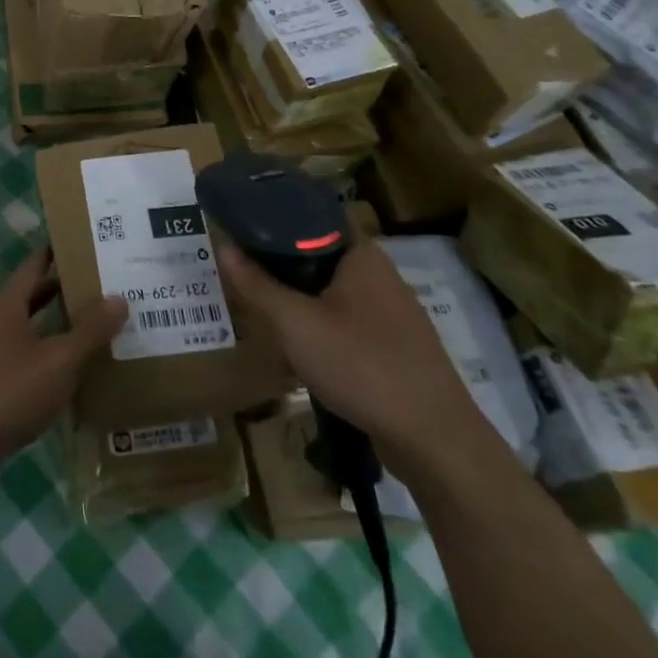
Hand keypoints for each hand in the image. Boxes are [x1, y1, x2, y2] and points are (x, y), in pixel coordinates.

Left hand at [0, 248, 127, 495]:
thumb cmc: (8, 391)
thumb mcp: (58, 361)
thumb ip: (89, 331)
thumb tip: (119, 297)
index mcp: (8, 306)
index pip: (33, 266)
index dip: (55, 252)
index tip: (81, 241)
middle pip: (31, 297)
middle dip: (62, 289)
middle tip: (100, 284)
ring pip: (29, 329)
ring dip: (57, 326)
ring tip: (94, 325)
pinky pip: (25, 359)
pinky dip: (48, 357)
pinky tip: (71, 371)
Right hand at [218, 239, 487, 475]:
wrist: (434, 441)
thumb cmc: (362, 365)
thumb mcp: (295, 323)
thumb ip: (257, 285)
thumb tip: (223, 246)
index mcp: (362, 255)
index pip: (313, 216)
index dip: (275, 218)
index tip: (241, 228)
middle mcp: (380, 275)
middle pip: (318, 255)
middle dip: (279, 264)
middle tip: (241, 270)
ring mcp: (392, 313)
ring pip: (331, 292)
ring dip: (298, 298)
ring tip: (260, 307)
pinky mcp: (395, 347)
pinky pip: (346, 322)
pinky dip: (319, 325)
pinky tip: (297, 347)